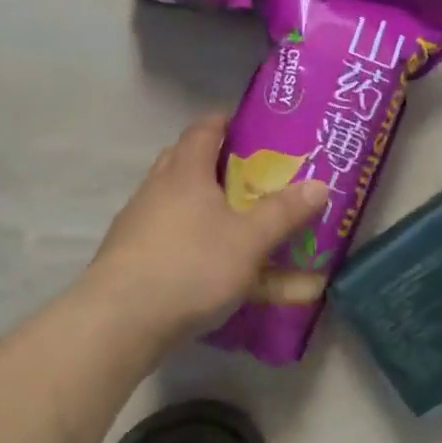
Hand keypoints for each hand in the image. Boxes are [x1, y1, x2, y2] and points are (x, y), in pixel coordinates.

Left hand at [87, 114, 328, 349]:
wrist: (121, 320)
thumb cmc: (192, 267)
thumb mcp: (250, 241)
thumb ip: (284, 213)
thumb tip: (320, 185)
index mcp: (185, 172)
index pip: (203, 130)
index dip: (226, 122)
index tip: (251, 128)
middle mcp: (156, 189)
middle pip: (184, 160)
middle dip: (215, 163)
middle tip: (249, 176)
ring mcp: (137, 223)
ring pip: (173, 201)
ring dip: (201, 204)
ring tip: (233, 221)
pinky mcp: (129, 256)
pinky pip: (165, 235)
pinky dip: (188, 239)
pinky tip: (206, 262)